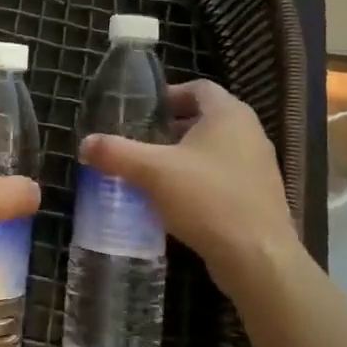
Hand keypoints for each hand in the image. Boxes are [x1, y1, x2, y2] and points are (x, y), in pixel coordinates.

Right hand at [80, 80, 299, 279]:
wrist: (258, 259)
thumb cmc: (207, 199)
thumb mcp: (152, 172)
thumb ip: (116, 153)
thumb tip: (85, 144)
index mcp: (229, 114)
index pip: (199, 88)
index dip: (170, 94)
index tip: (144, 111)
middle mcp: (250, 133)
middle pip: (207, 118)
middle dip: (174, 127)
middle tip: (144, 141)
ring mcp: (260, 167)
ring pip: (217, 149)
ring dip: (187, 155)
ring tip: (155, 171)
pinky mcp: (261, 197)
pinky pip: (226, 176)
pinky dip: (201, 179)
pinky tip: (178, 201)